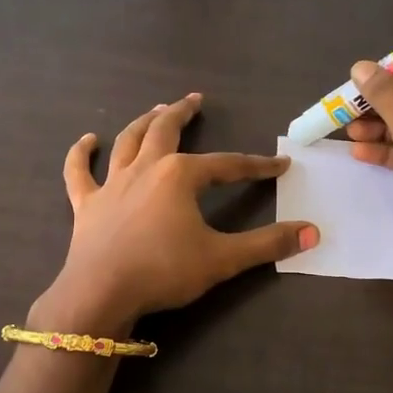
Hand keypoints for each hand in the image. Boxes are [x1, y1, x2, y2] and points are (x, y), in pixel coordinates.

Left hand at [32, 93, 318, 335]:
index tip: (279, 165)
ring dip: (143, 122)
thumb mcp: (223, 258)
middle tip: (194, 100)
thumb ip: (268, 244)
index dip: (256, 165)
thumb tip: (312, 233)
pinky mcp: (86, 204)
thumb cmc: (164, 271)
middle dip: (182, 113)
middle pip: (165, 131)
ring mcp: (112, 184)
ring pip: (128, 142)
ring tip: (156, 110)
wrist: (101, 293)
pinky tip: (88, 141)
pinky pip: (80, 172)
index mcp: (180, 176)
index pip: (227, 165)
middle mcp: (145, 169)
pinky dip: (81, 154)